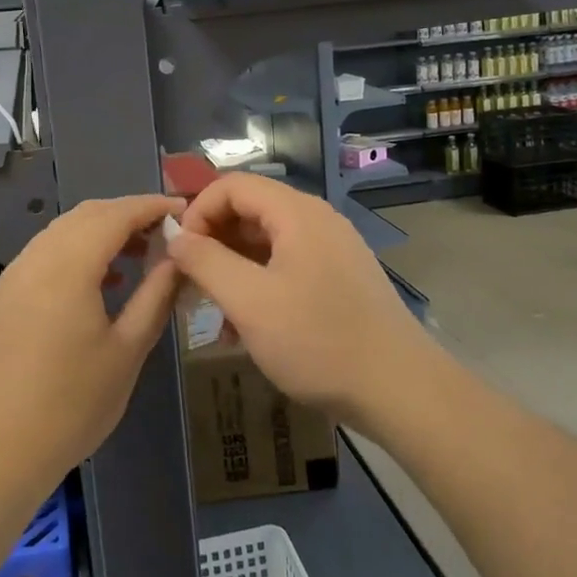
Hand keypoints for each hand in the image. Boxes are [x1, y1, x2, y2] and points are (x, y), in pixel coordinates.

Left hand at [0, 195, 183, 496]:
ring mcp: (14, 276)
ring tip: (138, 254)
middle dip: (127, 214)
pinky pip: (45, 254)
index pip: (116, 215)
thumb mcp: (127, 351)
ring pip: (63, 232)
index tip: (184, 209)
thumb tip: (177, 258)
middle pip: (86, 215)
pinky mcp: (3, 297)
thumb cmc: (71, 405)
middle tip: (165, 232)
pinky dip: (77, 251)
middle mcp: (36, 258)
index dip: (151, 206)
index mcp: (68, 266)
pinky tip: (100, 282)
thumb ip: (155, 295)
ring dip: (101, 231)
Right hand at [167, 173, 431, 428]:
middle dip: (213, 241)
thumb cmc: (318, 341)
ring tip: (213, 311)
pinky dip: (259, 284)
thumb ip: (206, 262)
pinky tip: (246, 327)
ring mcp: (332, 249)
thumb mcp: (249, 301)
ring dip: (233, 268)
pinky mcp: (340, 277)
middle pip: (250, 210)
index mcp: (296, 213)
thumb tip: (176, 237)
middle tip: (190, 282)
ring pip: (266, 242)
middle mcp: (317, 220)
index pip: (232, 185)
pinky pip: (287, 265)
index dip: (198, 211)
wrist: (400, 391)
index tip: (180, 252)